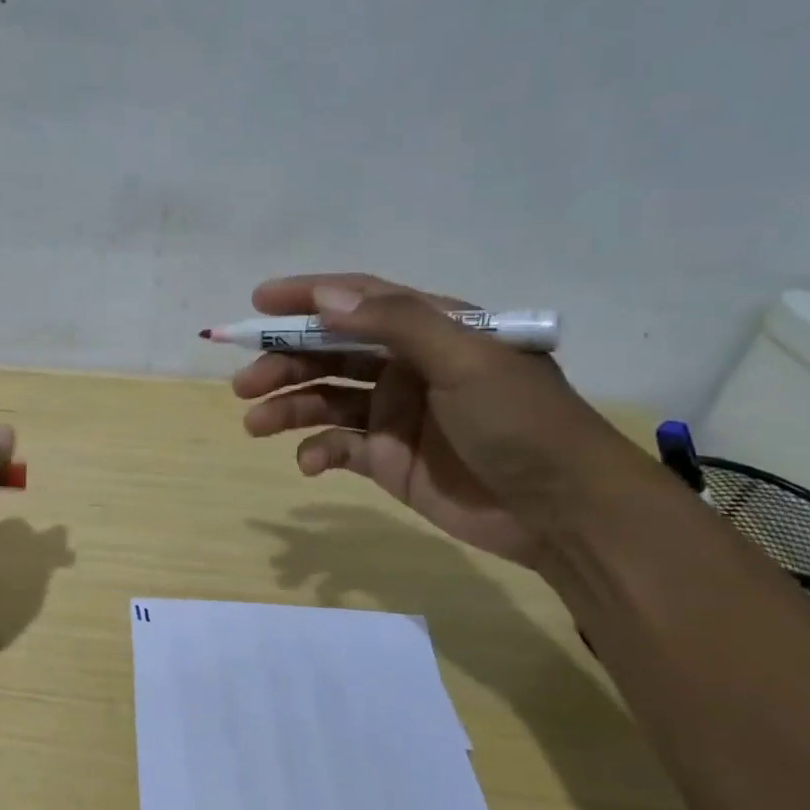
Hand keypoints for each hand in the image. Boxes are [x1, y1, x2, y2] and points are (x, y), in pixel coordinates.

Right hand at [235, 273, 641, 568]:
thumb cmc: (522, 424)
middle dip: (284, 363)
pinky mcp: (388, 460)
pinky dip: (317, 452)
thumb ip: (397, 324)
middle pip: (330, 352)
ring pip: (325, 400)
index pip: (358, 300)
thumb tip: (326, 296)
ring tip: (254, 423)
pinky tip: (310, 463)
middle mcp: (407, 366)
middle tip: (245, 383)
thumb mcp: (467, 361)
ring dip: (288, 406)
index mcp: (431, 330)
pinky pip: (338, 448)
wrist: (564, 513)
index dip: (306, 298)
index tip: (257, 304)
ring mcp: (395, 414)